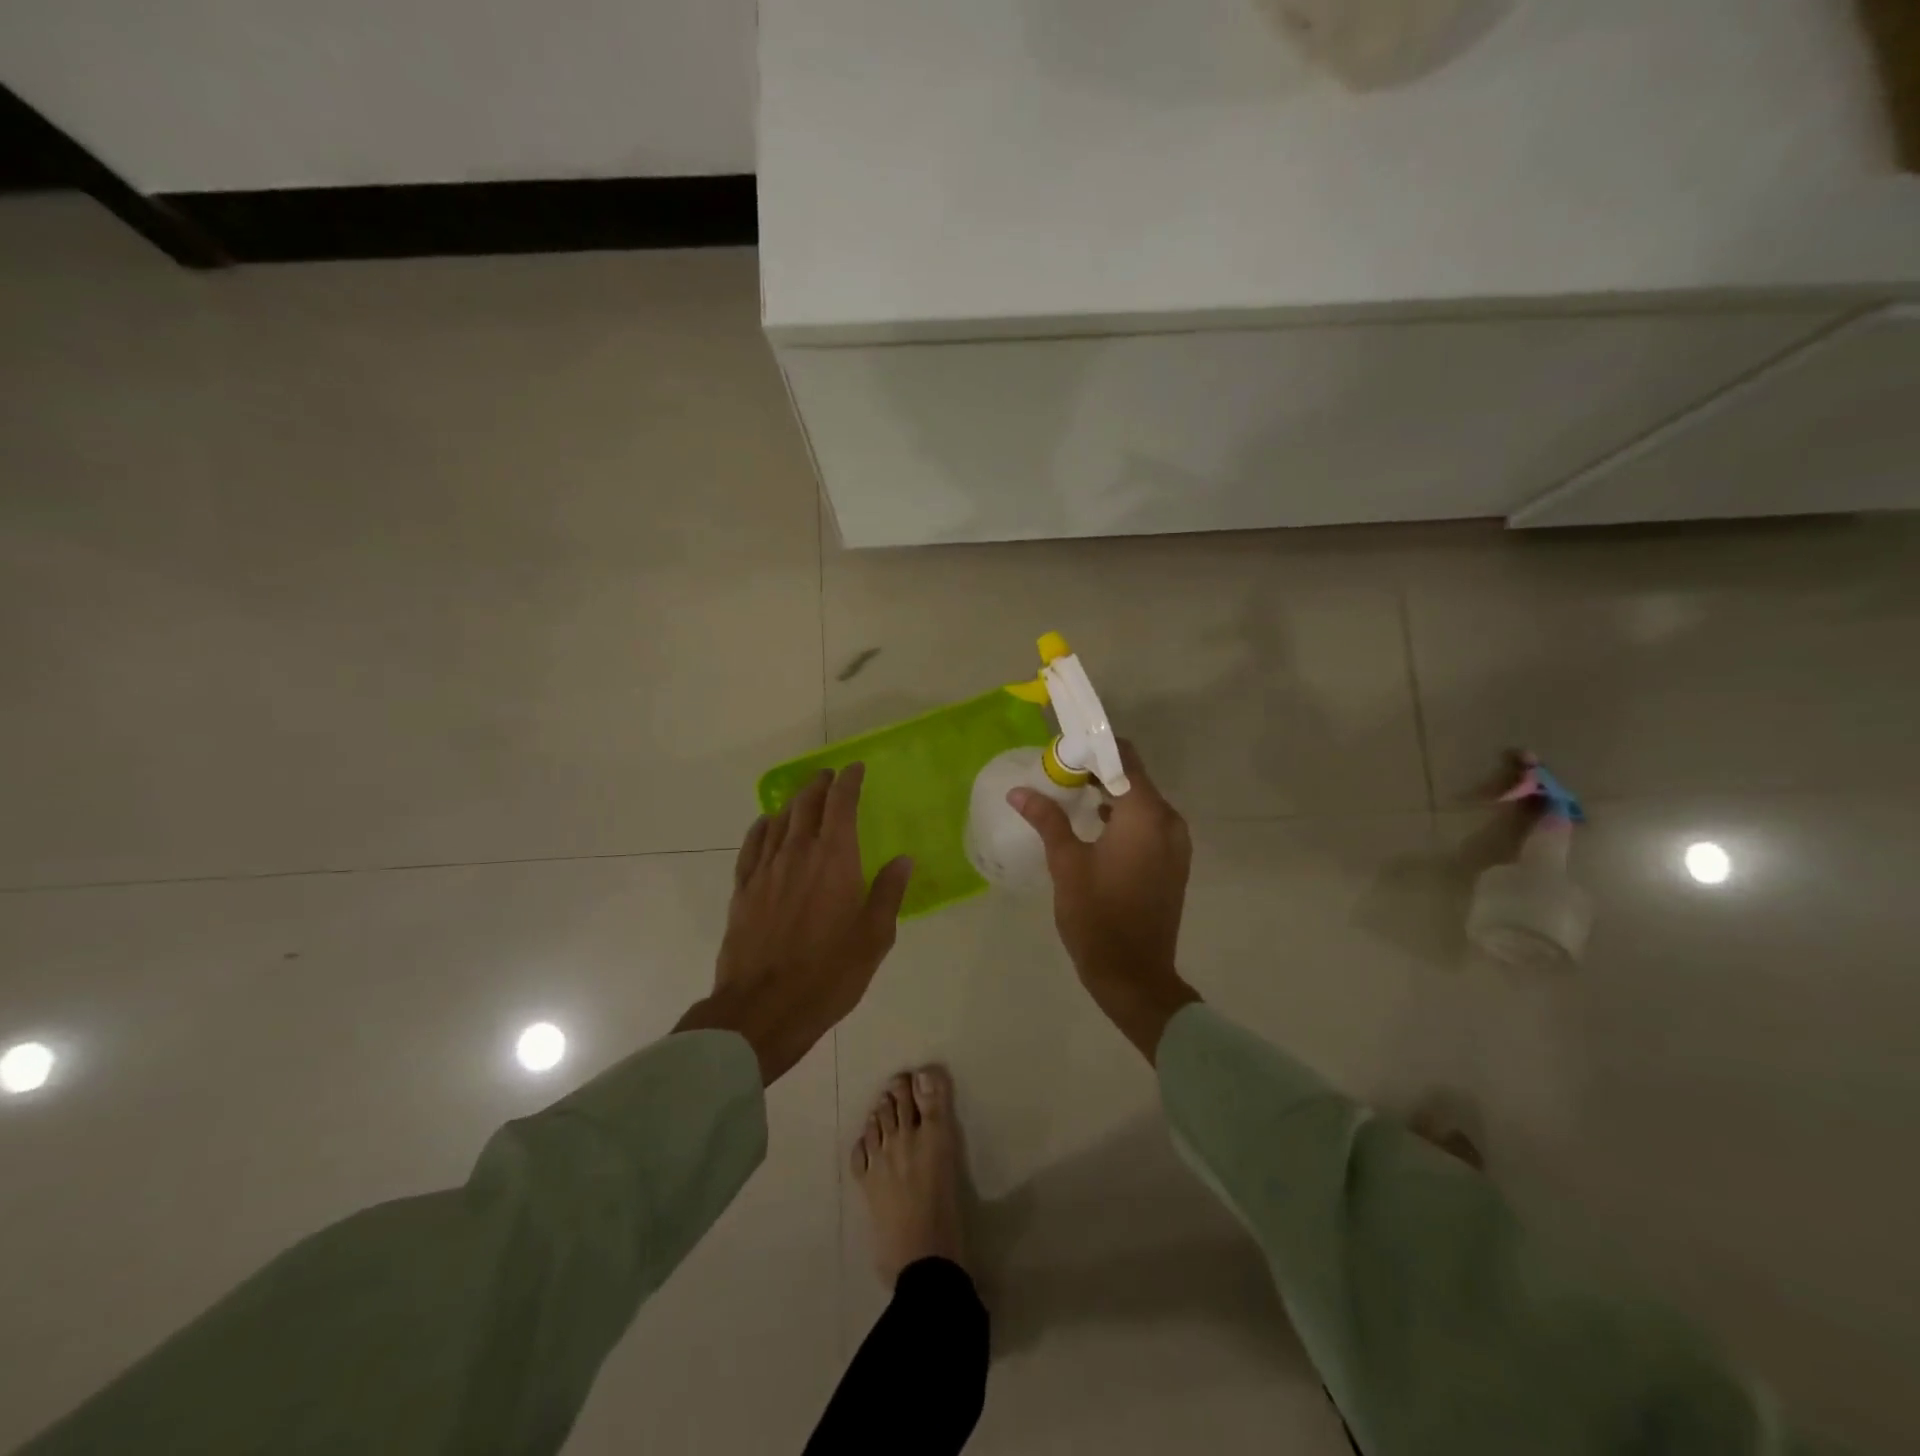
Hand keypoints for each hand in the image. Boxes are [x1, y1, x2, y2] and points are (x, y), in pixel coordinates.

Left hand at [676, 765, 912, 1084]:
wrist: (763, 1008)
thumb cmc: (829, 974)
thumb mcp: (874, 938)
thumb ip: (888, 893)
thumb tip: (903, 860)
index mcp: (835, 860)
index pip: (841, 805)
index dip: (848, 782)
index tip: (854, 768)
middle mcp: (798, 853)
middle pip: (807, 805)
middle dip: (820, 785)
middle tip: (830, 776)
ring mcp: (766, 870)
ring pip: (779, 820)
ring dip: (794, 801)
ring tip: (804, 795)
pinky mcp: (743, 890)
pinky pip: (752, 845)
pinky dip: (762, 827)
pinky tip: (766, 825)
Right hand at [1009, 740, 1200, 1061]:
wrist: (1134, 976)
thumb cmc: (1097, 916)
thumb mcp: (1066, 864)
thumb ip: (1047, 820)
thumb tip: (1019, 791)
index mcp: (1146, 814)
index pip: (1123, 757)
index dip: (1093, 748)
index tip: (1062, 749)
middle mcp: (1168, 820)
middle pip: (1133, 776)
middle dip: (1097, 769)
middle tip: (1058, 772)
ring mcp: (1175, 843)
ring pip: (1141, 801)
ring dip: (1109, 792)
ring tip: (1070, 795)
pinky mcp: (1173, 861)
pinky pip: (1148, 823)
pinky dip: (1123, 816)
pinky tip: (1094, 825)